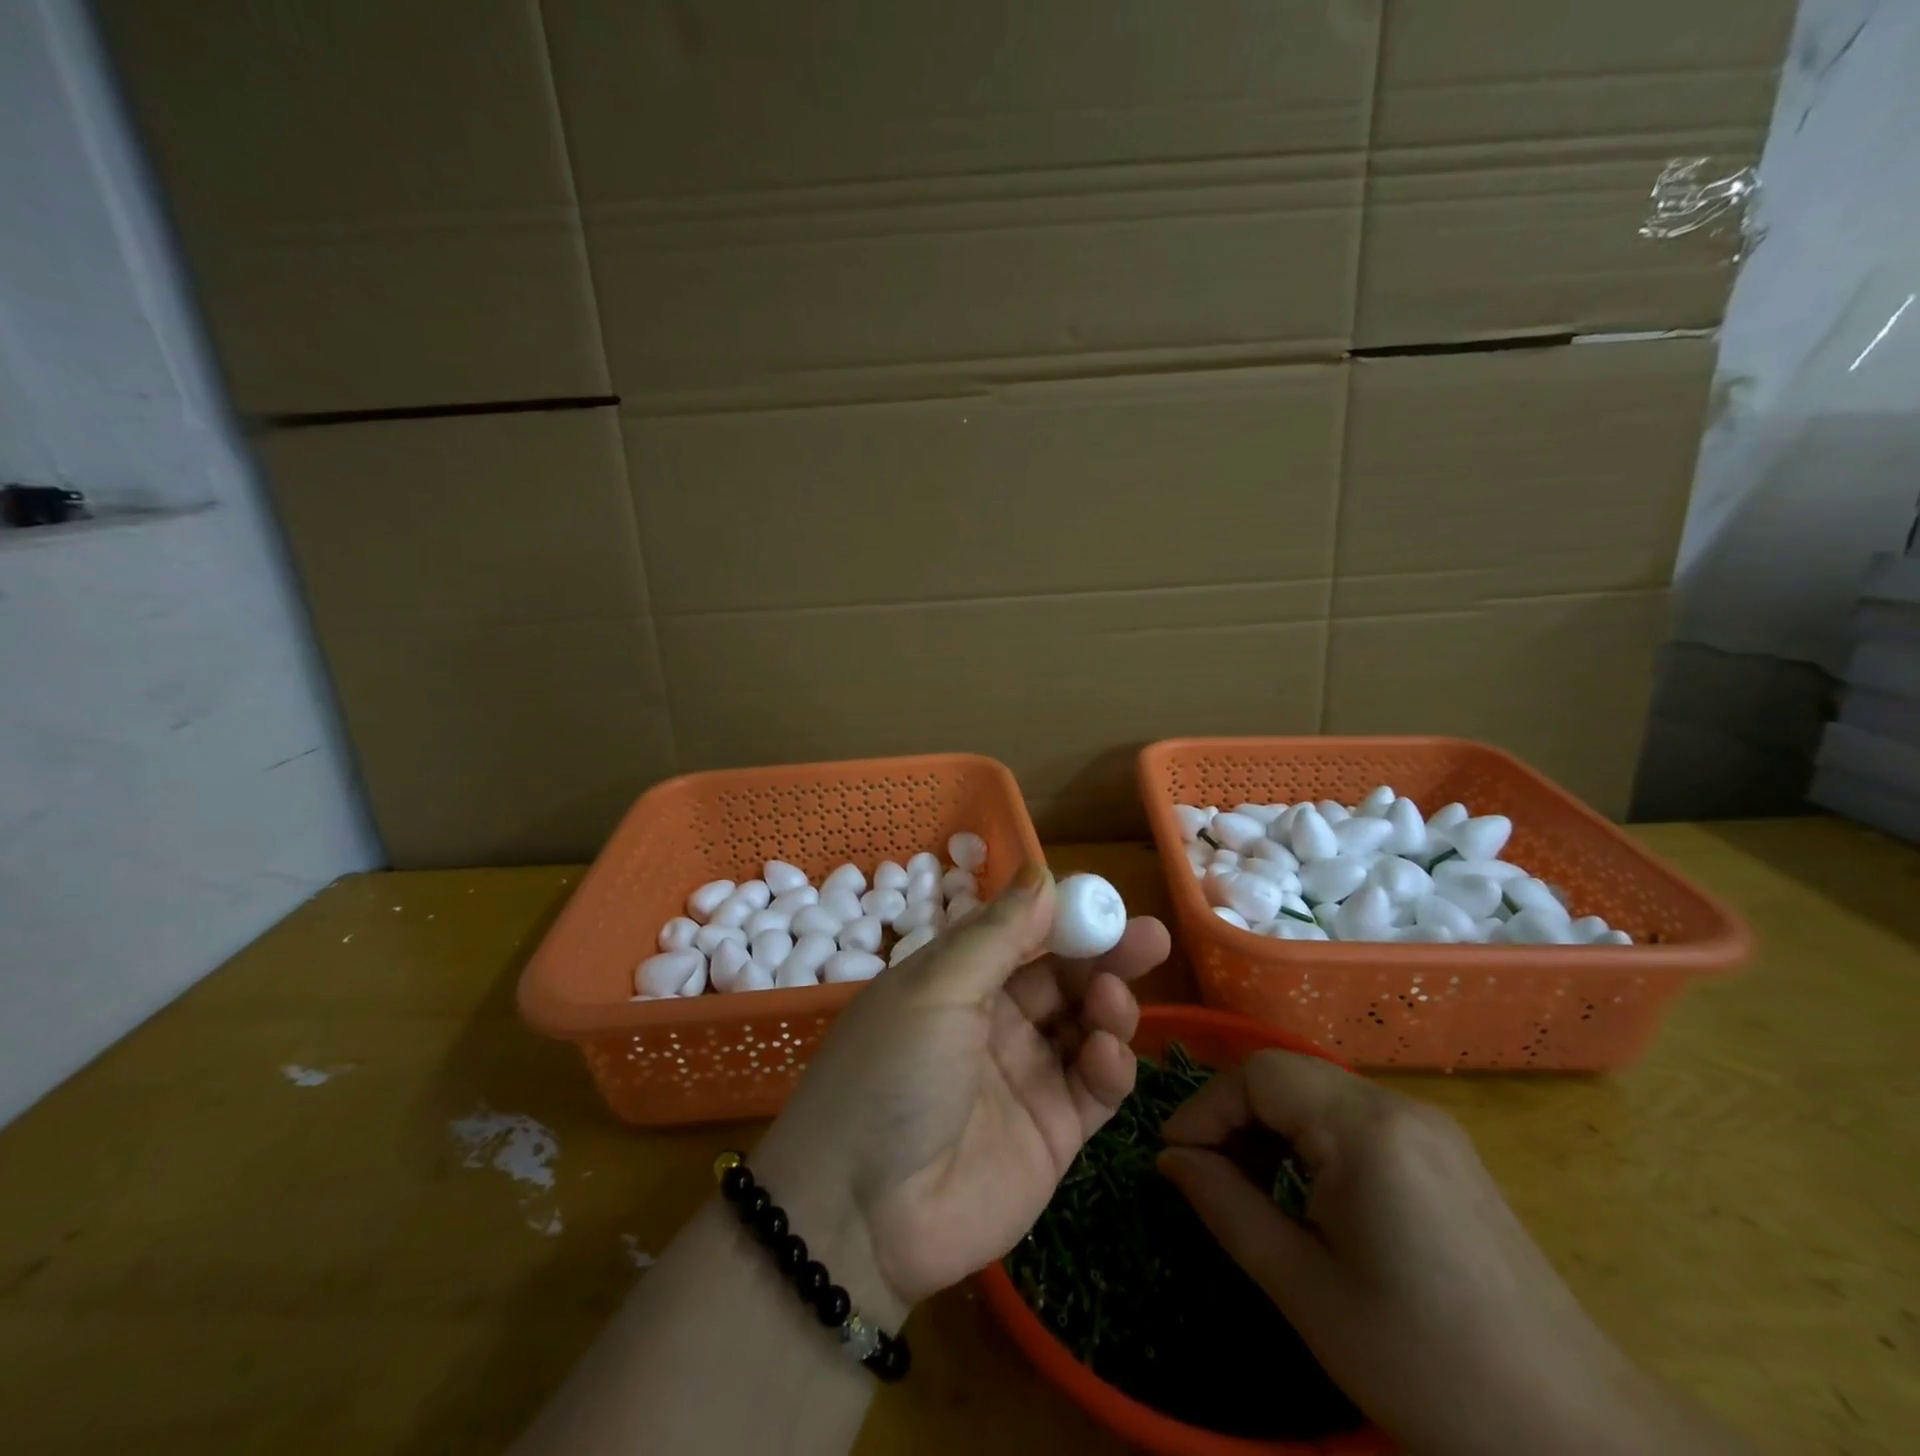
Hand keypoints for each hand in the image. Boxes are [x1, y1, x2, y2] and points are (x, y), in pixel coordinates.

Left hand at [752, 864, 1169, 1323]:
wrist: (860, 1215)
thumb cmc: (891, 1074)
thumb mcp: (936, 989)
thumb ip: (996, 935)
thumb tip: (1042, 876)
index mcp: (958, 979)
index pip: (1022, 934)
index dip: (1064, 916)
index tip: (1106, 901)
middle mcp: (994, 1020)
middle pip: (1062, 976)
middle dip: (1104, 955)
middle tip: (1150, 938)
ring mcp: (1026, 1075)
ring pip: (1086, 1024)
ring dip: (1108, 1004)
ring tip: (1111, 1000)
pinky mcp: (1054, 1131)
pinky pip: (1095, 1085)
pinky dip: (1110, 1064)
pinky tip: (1106, 1054)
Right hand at [1158, 1053, 1746, 1455]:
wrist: (1583, 1440)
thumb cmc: (1427, 1366)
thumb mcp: (1305, 1289)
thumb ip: (1226, 1207)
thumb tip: (1170, 1159)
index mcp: (1365, 1129)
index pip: (1259, 1074)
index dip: (1206, 1108)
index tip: (1174, 1157)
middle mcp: (1398, 1106)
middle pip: (1288, 1074)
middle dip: (1234, 1116)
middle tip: (1205, 1174)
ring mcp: (1430, 1127)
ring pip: (1319, 1093)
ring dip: (1271, 1127)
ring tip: (1249, 1186)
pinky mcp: (1446, 1154)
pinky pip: (1355, 1119)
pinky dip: (1312, 1140)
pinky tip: (1307, 1193)